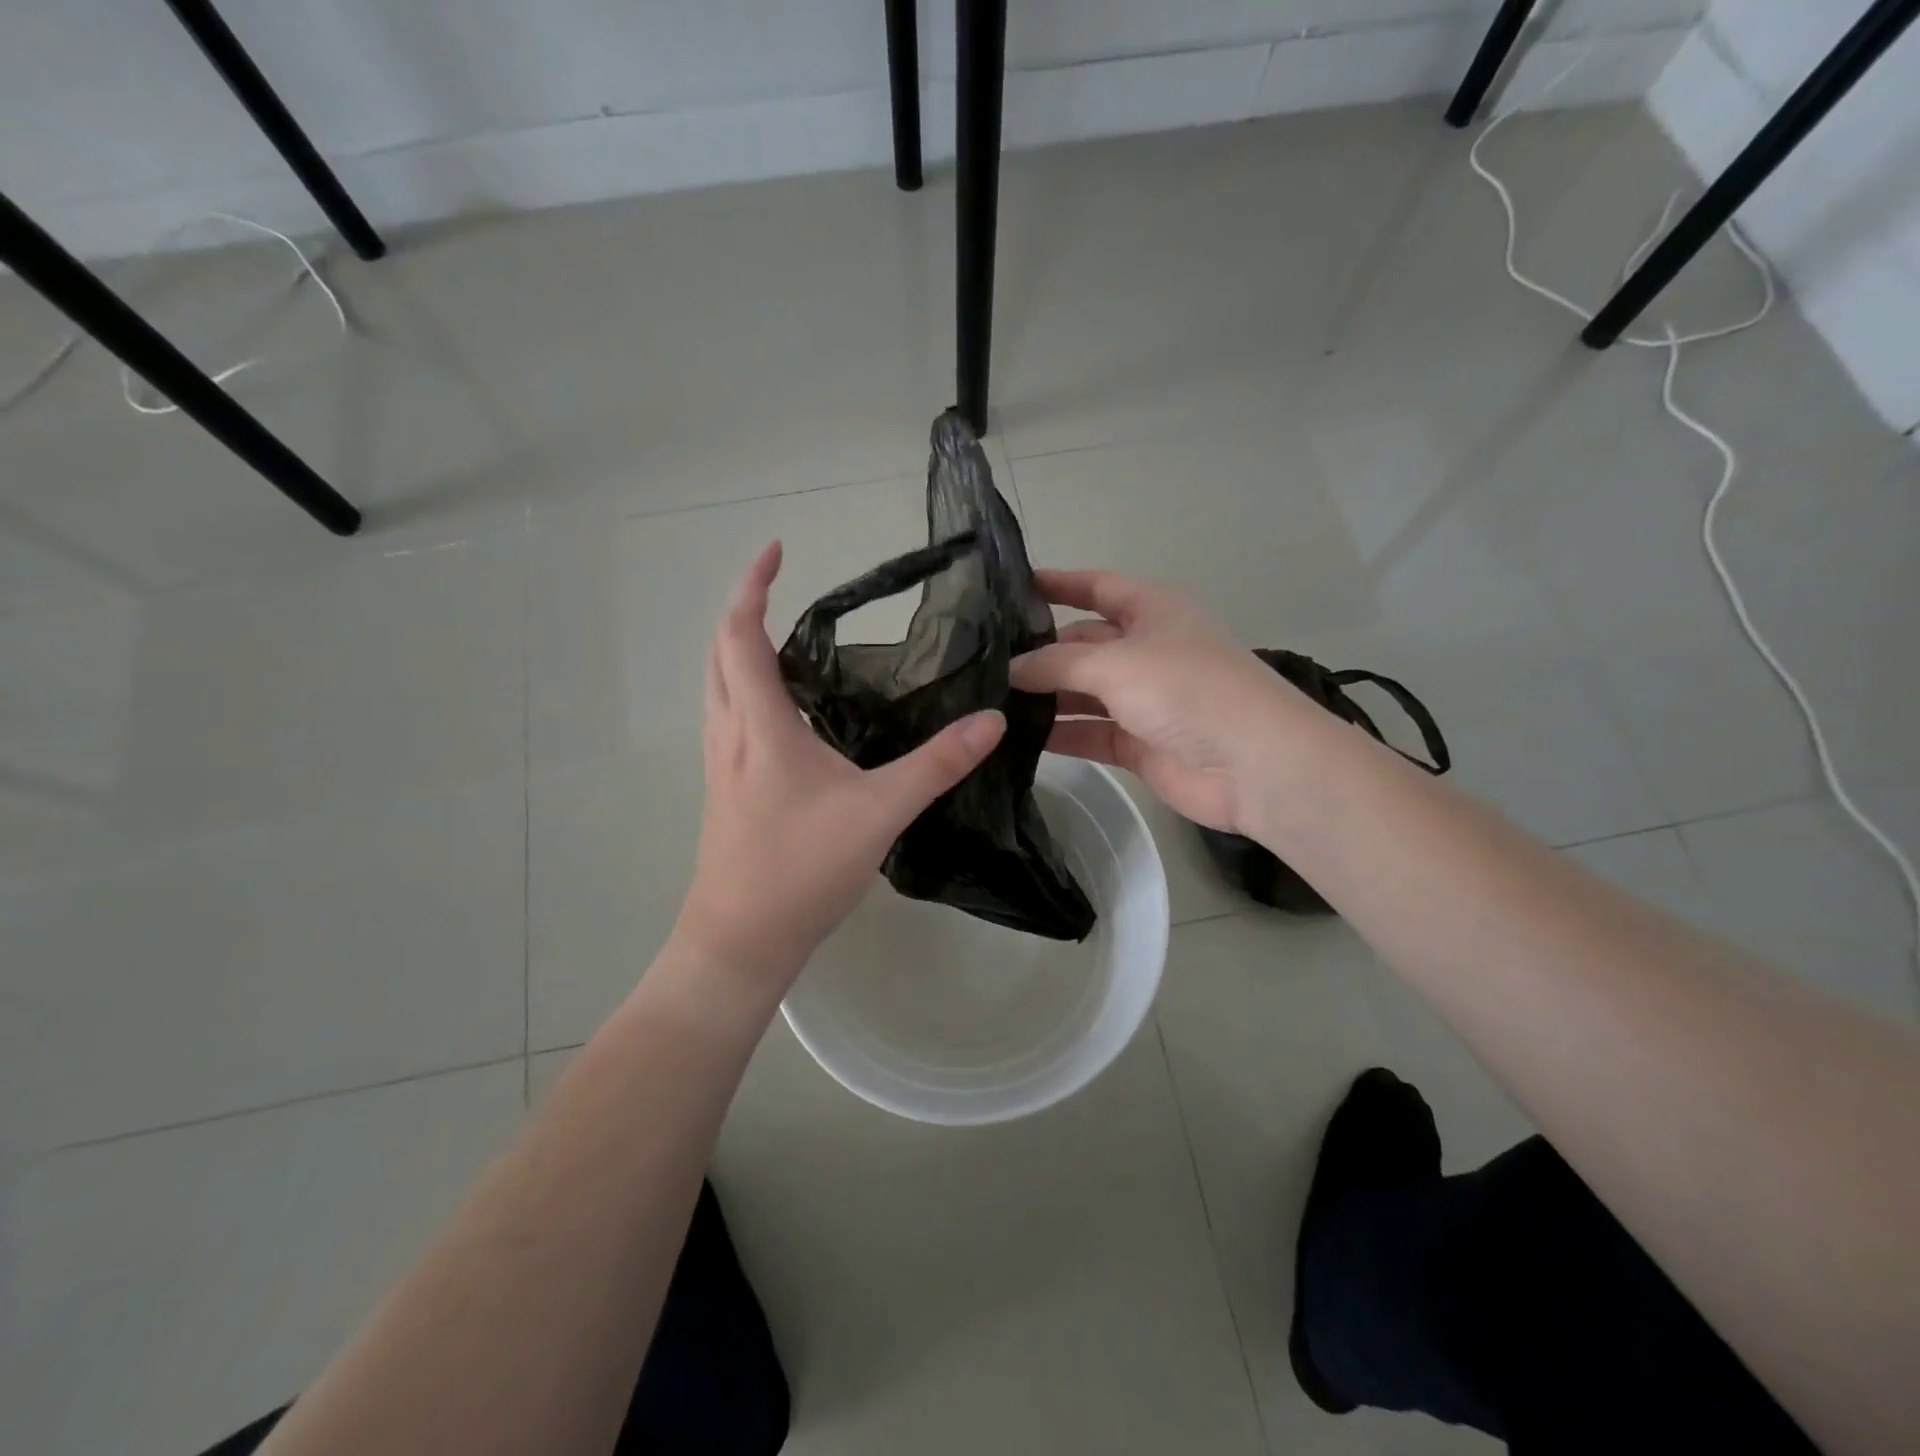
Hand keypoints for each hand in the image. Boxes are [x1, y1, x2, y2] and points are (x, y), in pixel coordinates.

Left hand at [673, 541, 1005, 1000]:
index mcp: (760, 726)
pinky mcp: (726, 791)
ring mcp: (721, 765)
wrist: (739, 941)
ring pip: (717, 687)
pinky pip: (728, 719)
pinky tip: (786, 713)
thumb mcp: (879, 812)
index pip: (740, 635)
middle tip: (780, 588)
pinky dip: (746, 690)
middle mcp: (730, 735)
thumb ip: (937, 764)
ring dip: (739, 650)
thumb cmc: (800, 870)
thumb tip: (991, 719)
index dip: (752, 586)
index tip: (775, 549)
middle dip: (742, 610)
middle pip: (718, 653)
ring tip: (785, 639)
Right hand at [1010, 570, 1306, 833]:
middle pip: (1082, 644)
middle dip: (1039, 651)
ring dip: (1044, 696)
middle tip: (982, 660)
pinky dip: (1058, 734)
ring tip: (988, 700)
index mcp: (1152, 611)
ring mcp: (1142, 700)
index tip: (1010, 586)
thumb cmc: (1187, 690)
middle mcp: (1145, 650)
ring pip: (1081, 692)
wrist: (1252, 764)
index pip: (1097, 587)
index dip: (1058, 583)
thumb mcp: (1116, 663)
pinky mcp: (1137, 744)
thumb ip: (1056, 663)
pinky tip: (1015, 737)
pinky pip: (1088, 732)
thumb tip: (1009, 668)